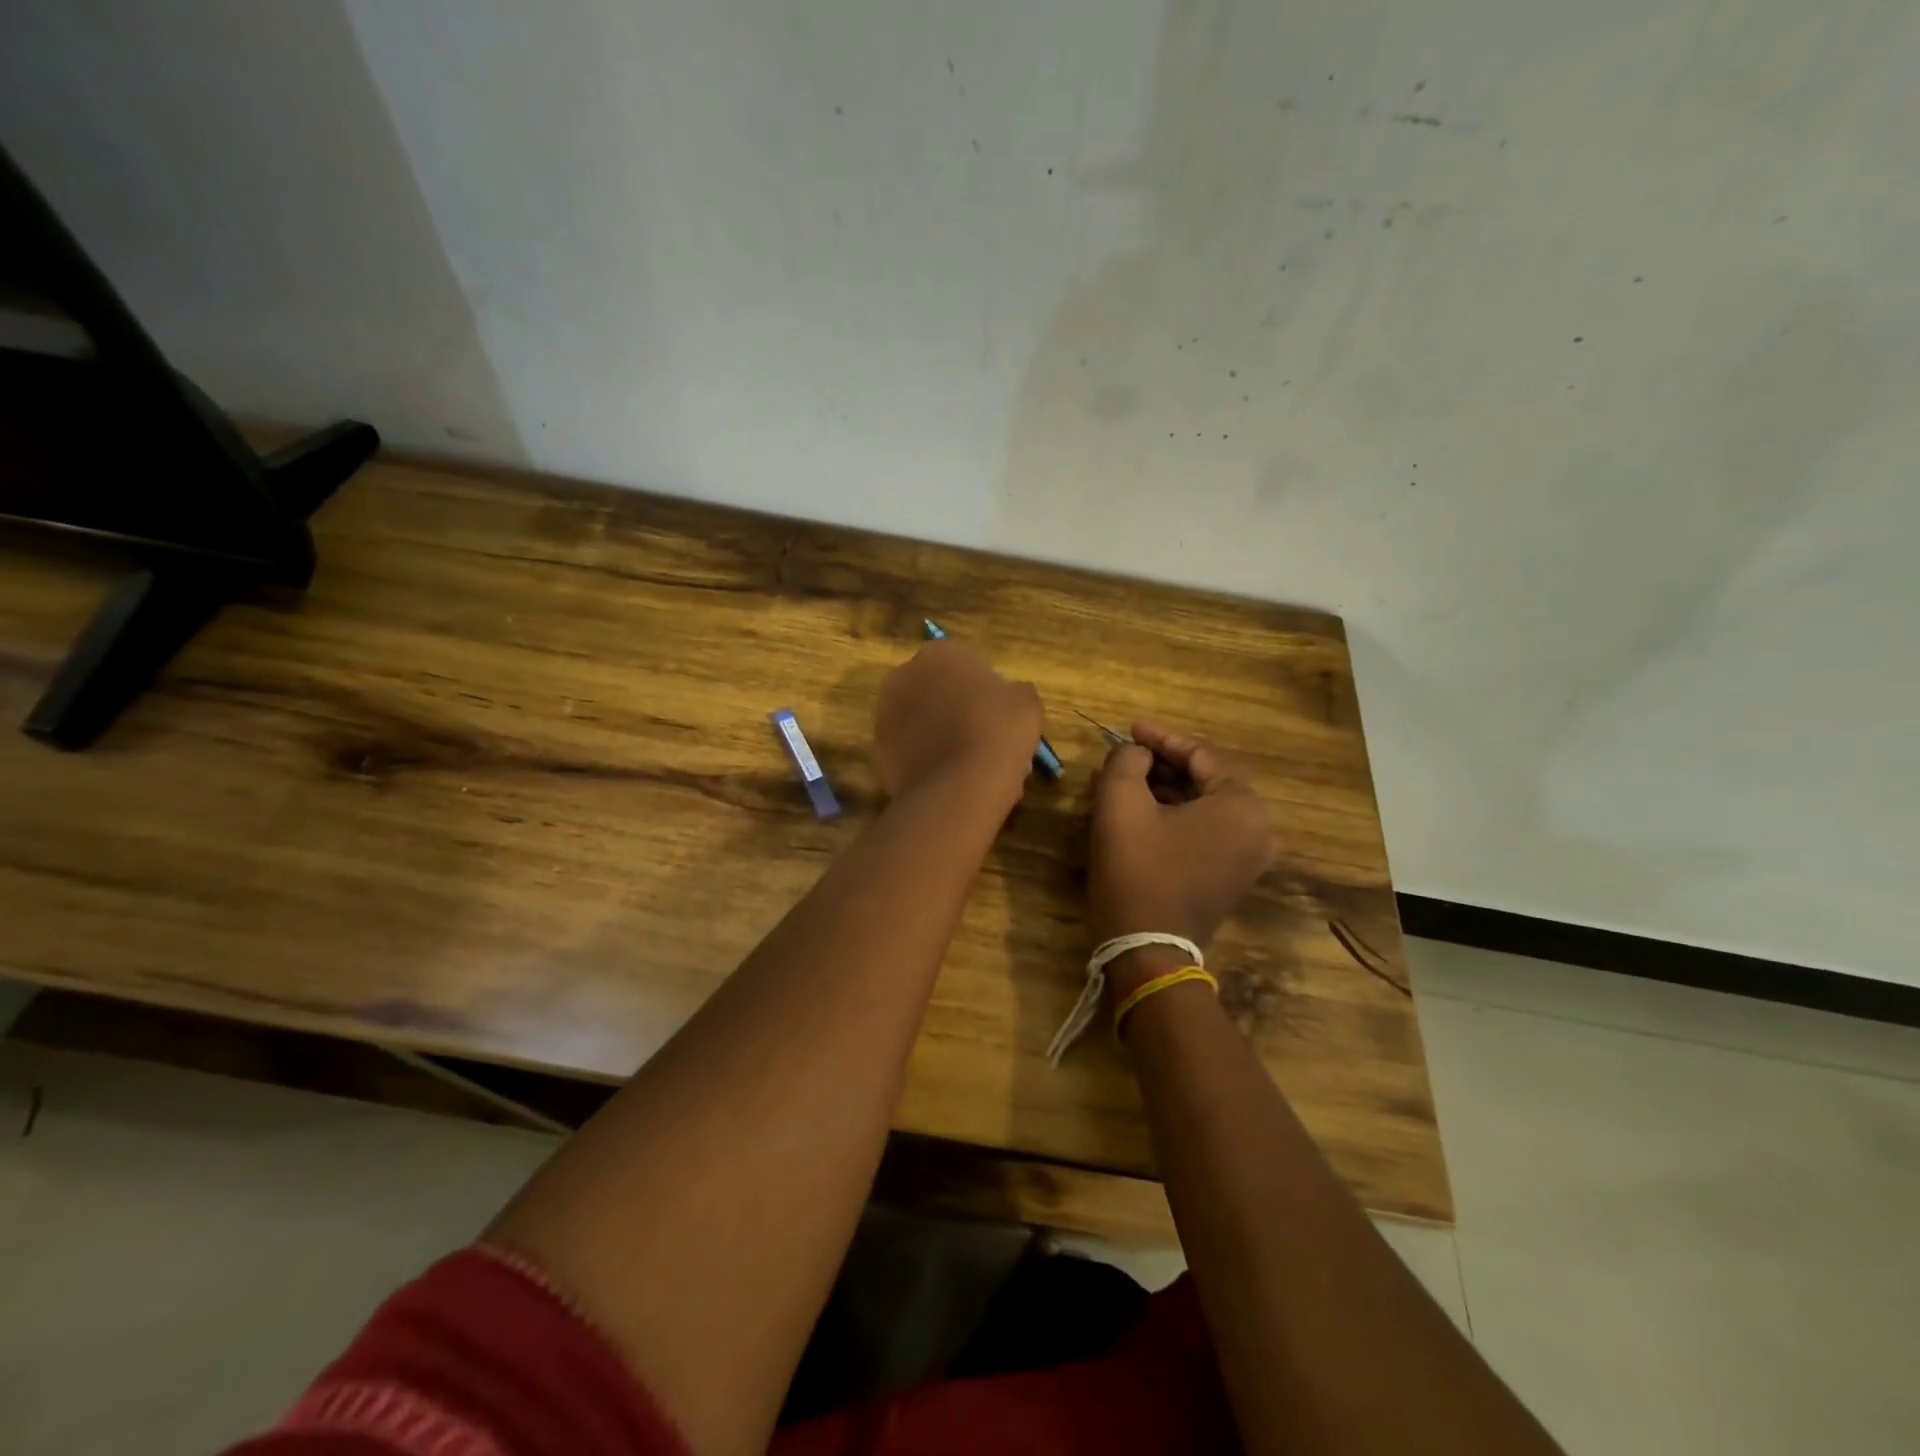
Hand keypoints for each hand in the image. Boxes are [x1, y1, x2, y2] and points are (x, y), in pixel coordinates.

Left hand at [874, 639, 1042, 804]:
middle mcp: (904, 676)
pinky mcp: (878, 751)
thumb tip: (1010, 697)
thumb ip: (1016, 692)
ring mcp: (885, 714)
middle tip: (988, 743)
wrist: (959, 787)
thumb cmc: (998, 731)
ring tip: (973, 768)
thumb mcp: (1027, 703)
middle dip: (960, 714)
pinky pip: (912, 752)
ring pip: (923, 724)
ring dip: (943, 738)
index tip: (1001, 717)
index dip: (987, 692)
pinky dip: (928, 762)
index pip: (966, 665)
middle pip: (939, 693)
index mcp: (940, 653)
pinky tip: (954, 782)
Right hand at [1088, 722, 1275, 990]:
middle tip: (1128, 753)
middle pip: (1207, 779)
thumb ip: (1127, 761)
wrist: (1147, 950)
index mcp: (1242, 806)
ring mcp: (1249, 858)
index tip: (1128, 728)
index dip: (1161, 738)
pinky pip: (1206, 831)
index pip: (1201, 755)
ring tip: (1129, 778)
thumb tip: (1136, 754)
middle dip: (1165, 764)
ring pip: (1205, 806)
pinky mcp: (1232, 878)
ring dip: (1168, 789)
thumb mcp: (1120, 803)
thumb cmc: (1137, 871)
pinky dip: (1177, 815)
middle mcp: (1259, 829)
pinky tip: (1144, 809)